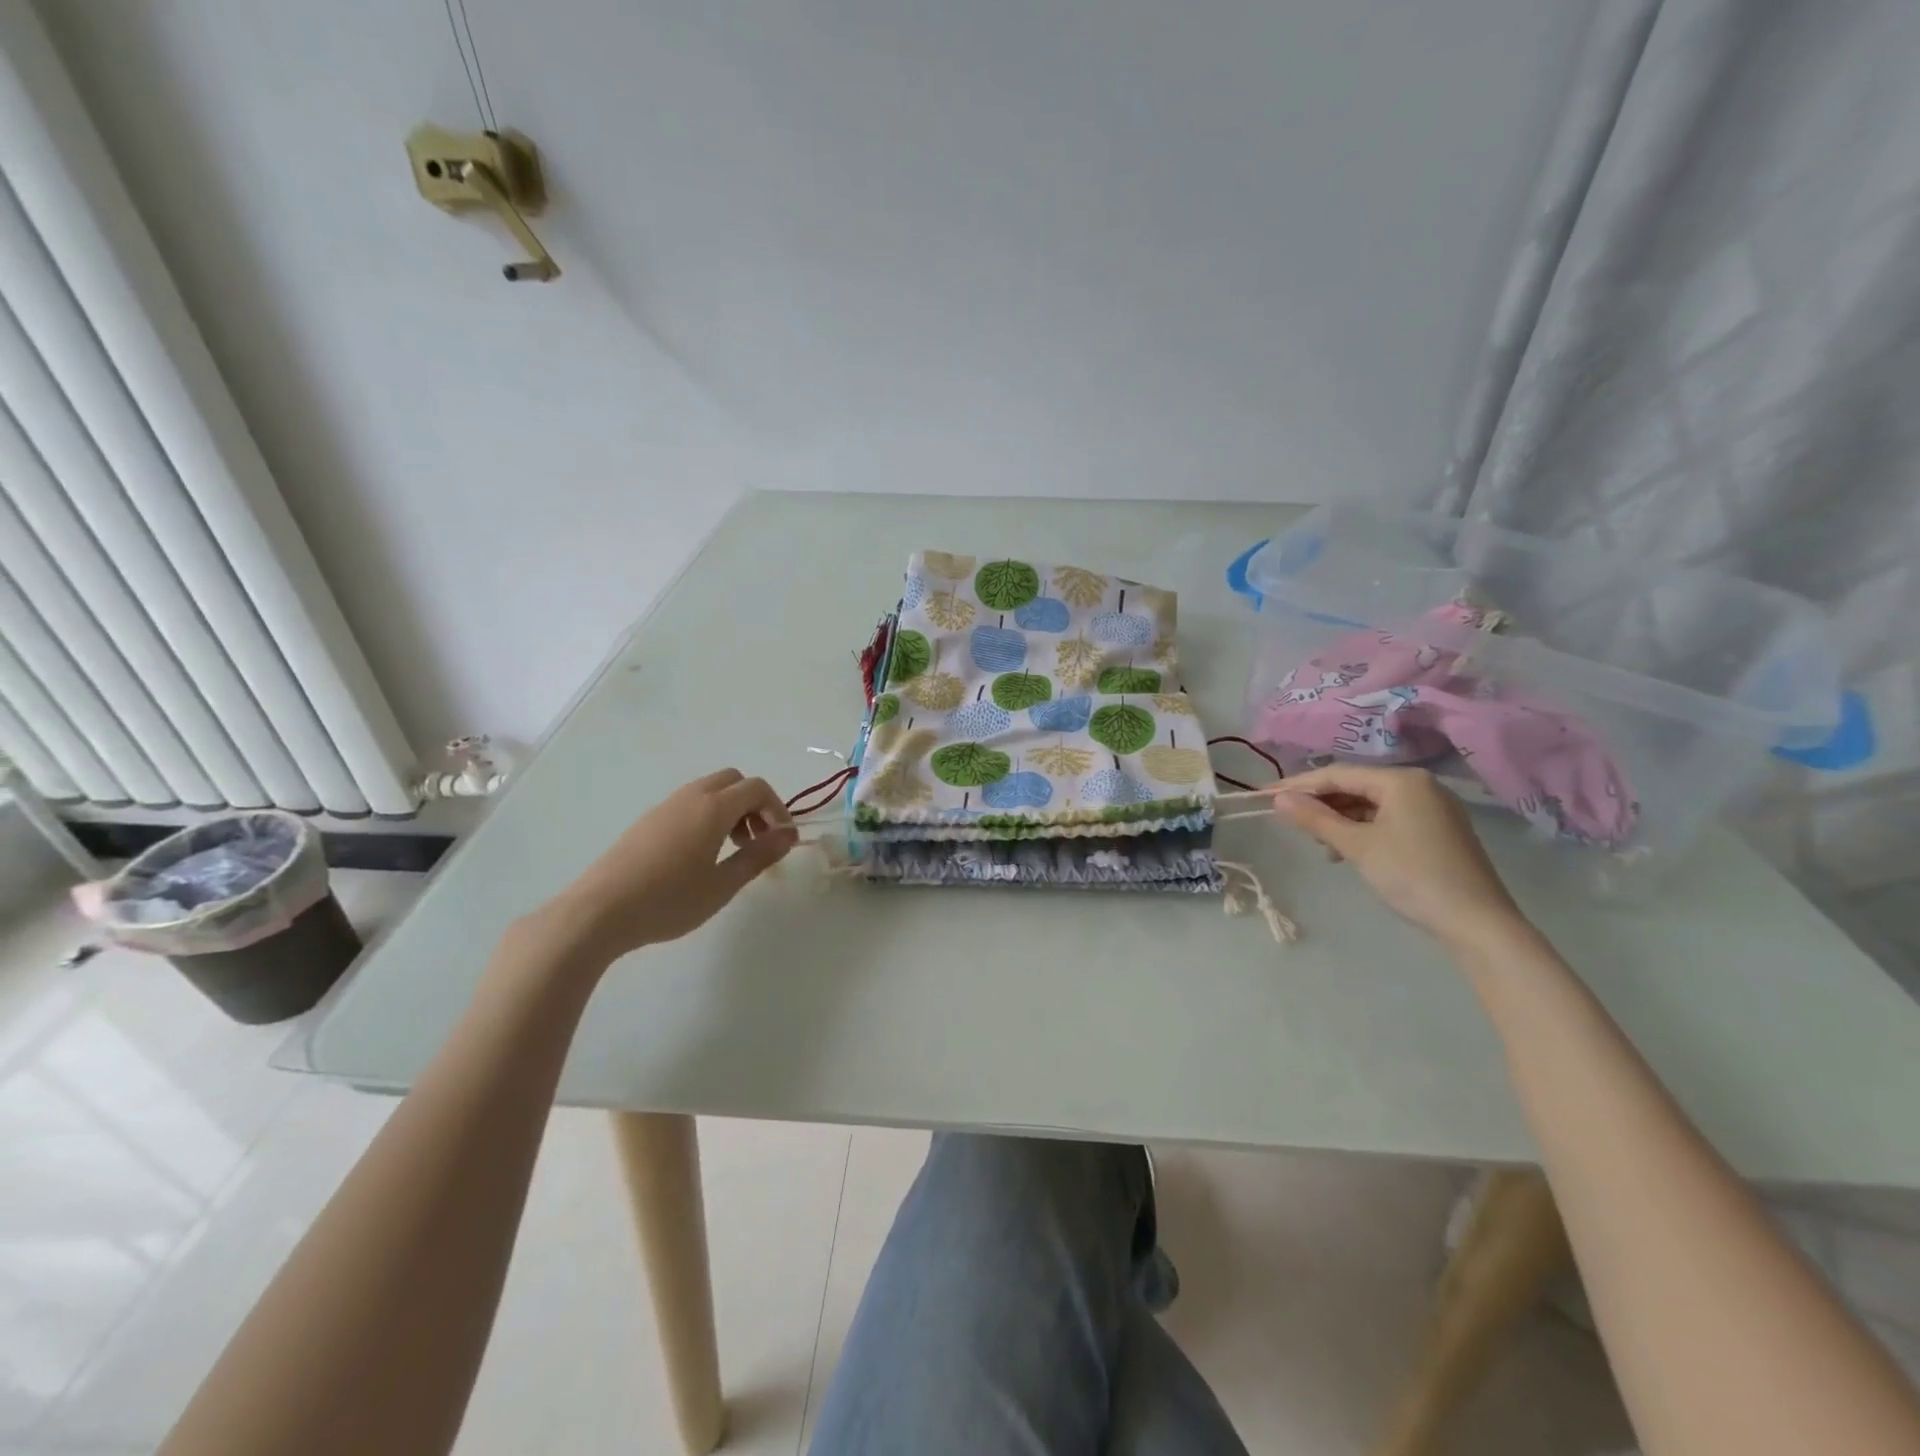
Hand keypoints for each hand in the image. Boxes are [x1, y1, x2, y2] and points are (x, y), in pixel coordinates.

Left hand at [539, 769, 797, 962]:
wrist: (598, 912)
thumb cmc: (668, 900)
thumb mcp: (723, 884)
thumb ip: (759, 856)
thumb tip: (789, 835)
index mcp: (713, 807)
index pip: (757, 788)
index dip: (778, 809)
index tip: (781, 841)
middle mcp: (690, 797)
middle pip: (734, 781)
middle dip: (754, 805)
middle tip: (756, 842)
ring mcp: (664, 807)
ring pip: (709, 791)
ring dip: (730, 811)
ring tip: (730, 852)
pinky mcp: (646, 822)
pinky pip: (688, 805)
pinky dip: (707, 817)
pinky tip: (699, 857)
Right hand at [1271, 765, 1526, 949]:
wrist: (1477, 922)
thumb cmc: (1412, 875)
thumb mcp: (1356, 846)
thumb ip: (1316, 819)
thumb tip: (1278, 799)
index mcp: (1402, 780)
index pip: (1338, 774)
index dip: (1299, 785)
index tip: (1266, 795)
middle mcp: (1420, 785)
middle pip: (1356, 786)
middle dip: (1322, 805)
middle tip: (1291, 823)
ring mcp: (1433, 808)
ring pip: (1372, 805)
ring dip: (1341, 821)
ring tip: (1320, 845)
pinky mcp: (1438, 830)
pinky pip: (1389, 819)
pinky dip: (1363, 831)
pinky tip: (1347, 851)